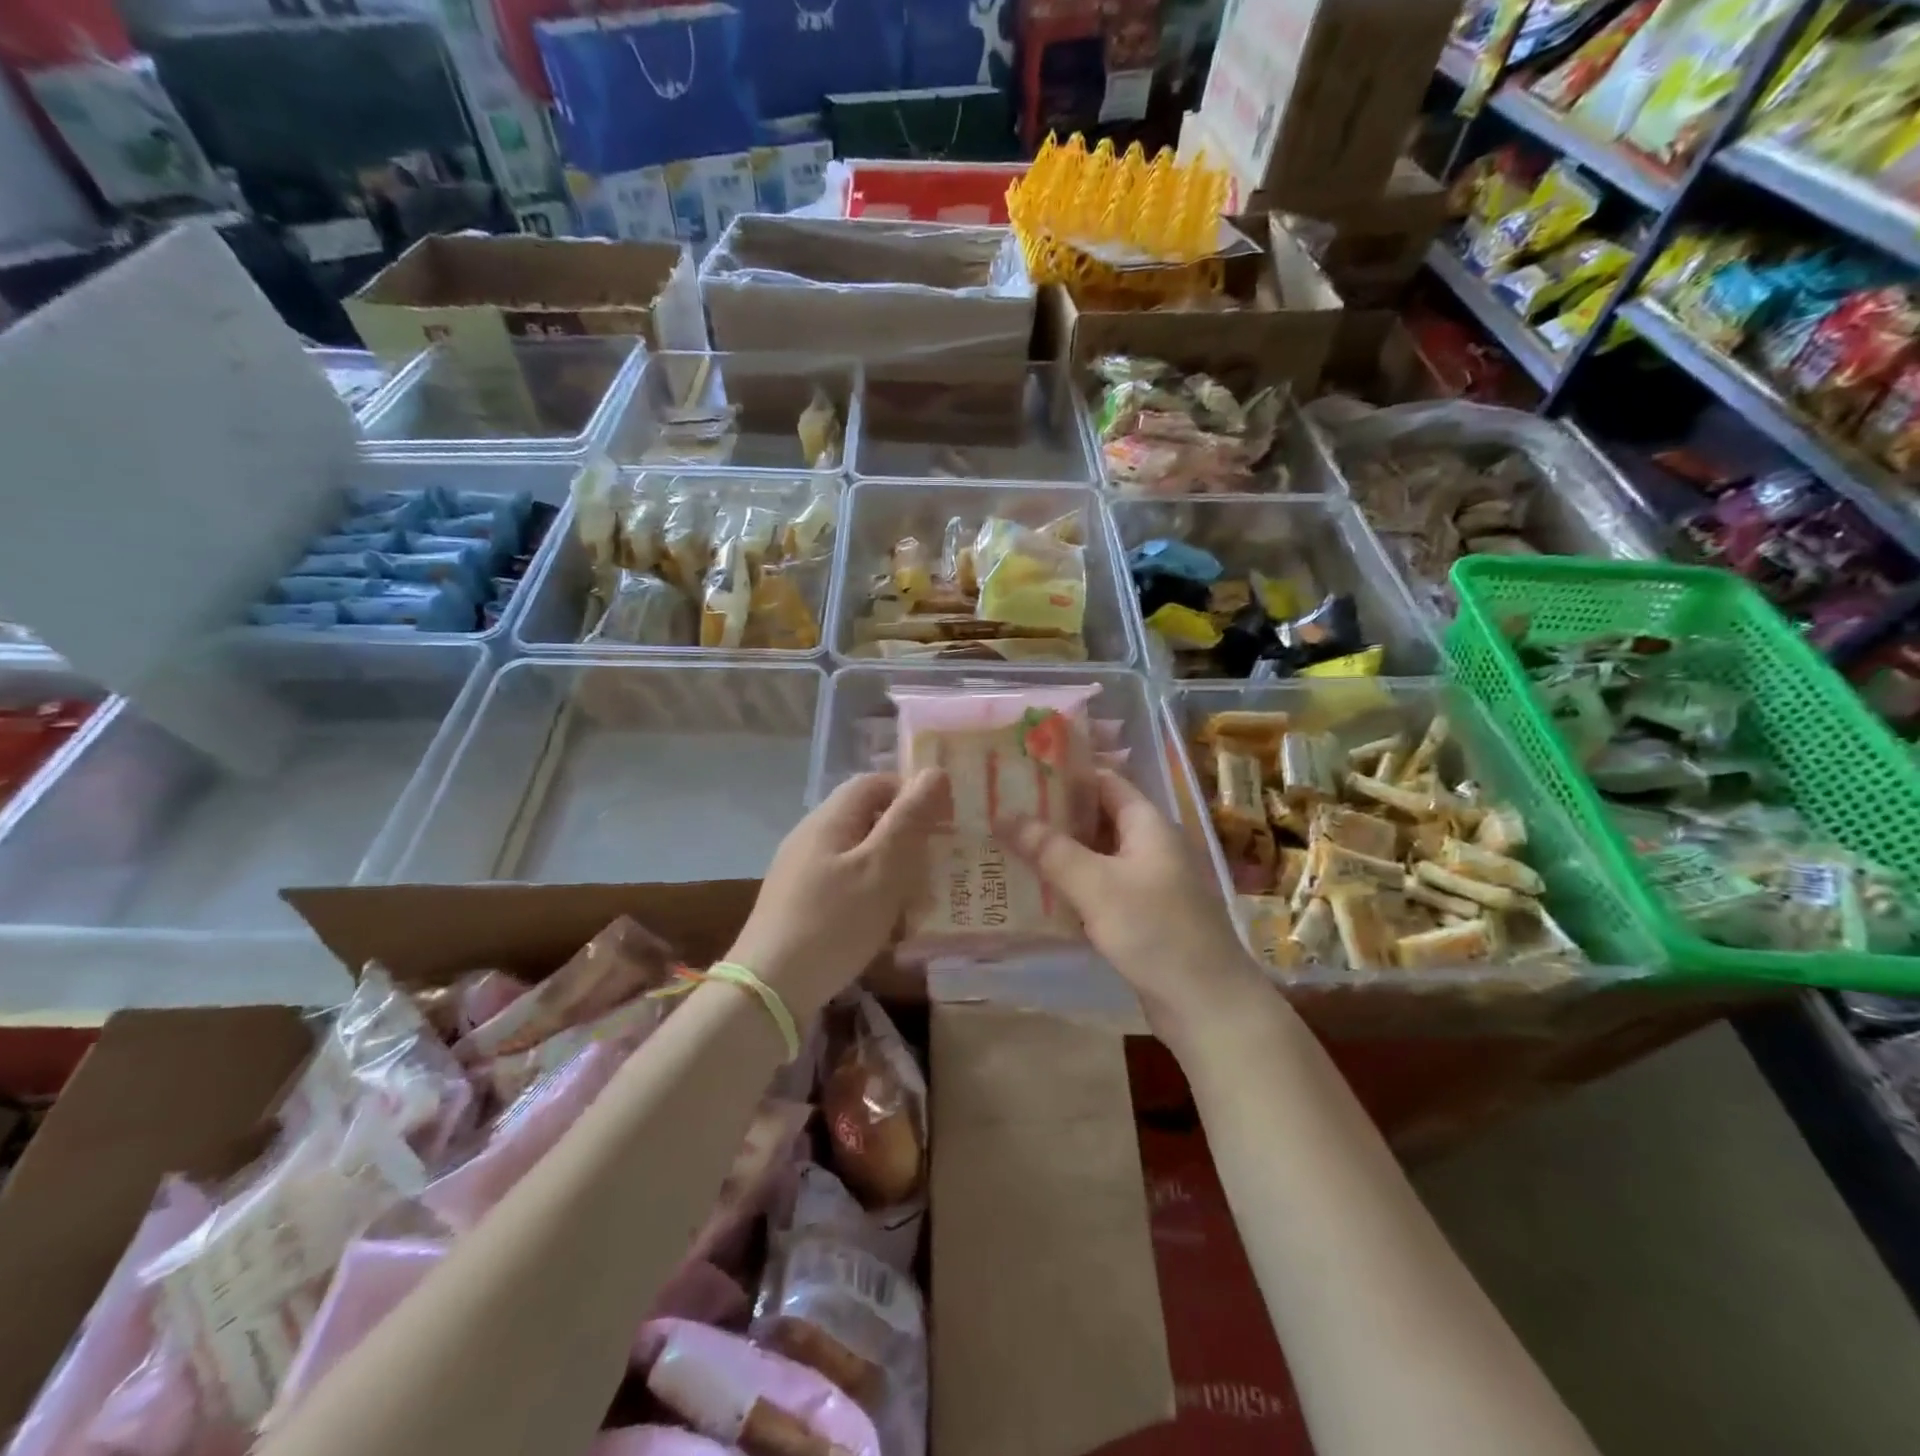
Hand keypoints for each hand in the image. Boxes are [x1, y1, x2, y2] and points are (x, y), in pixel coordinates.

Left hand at [728, 770, 946, 1020]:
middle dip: (907, 832)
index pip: (875, 782)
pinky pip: (846, 883)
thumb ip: (909, 819)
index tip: (945, 820)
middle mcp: (812, 836)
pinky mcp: (800, 904)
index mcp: (829, 819)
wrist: (769, 990)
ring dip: (893, 866)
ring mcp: (802, 871)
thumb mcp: (882, 868)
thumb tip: (934, 772)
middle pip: (867, 817)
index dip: (912, 792)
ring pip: (859, 853)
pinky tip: (889, 922)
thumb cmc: (833, 922)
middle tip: (941, 859)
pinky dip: (873, 892)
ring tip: (923, 893)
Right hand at [1005, 770, 1271, 1047]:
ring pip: (1094, 856)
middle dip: (1052, 815)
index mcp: (1147, 824)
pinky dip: (1069, 886)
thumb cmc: (1155, 930)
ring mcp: (1146, 884)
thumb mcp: (1096, 885)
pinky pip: (1098, 890)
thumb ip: (1049, 849)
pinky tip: (1033, 893)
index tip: (1020, 772)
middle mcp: (1148, 847)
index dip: (1064, 773)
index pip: (1104, 781)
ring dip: (1057, 853)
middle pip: (1096, 818)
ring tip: (1007, 846)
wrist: (1207, 1005)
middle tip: (1002, 810)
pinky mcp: (1140, 917)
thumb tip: (1003, 814)